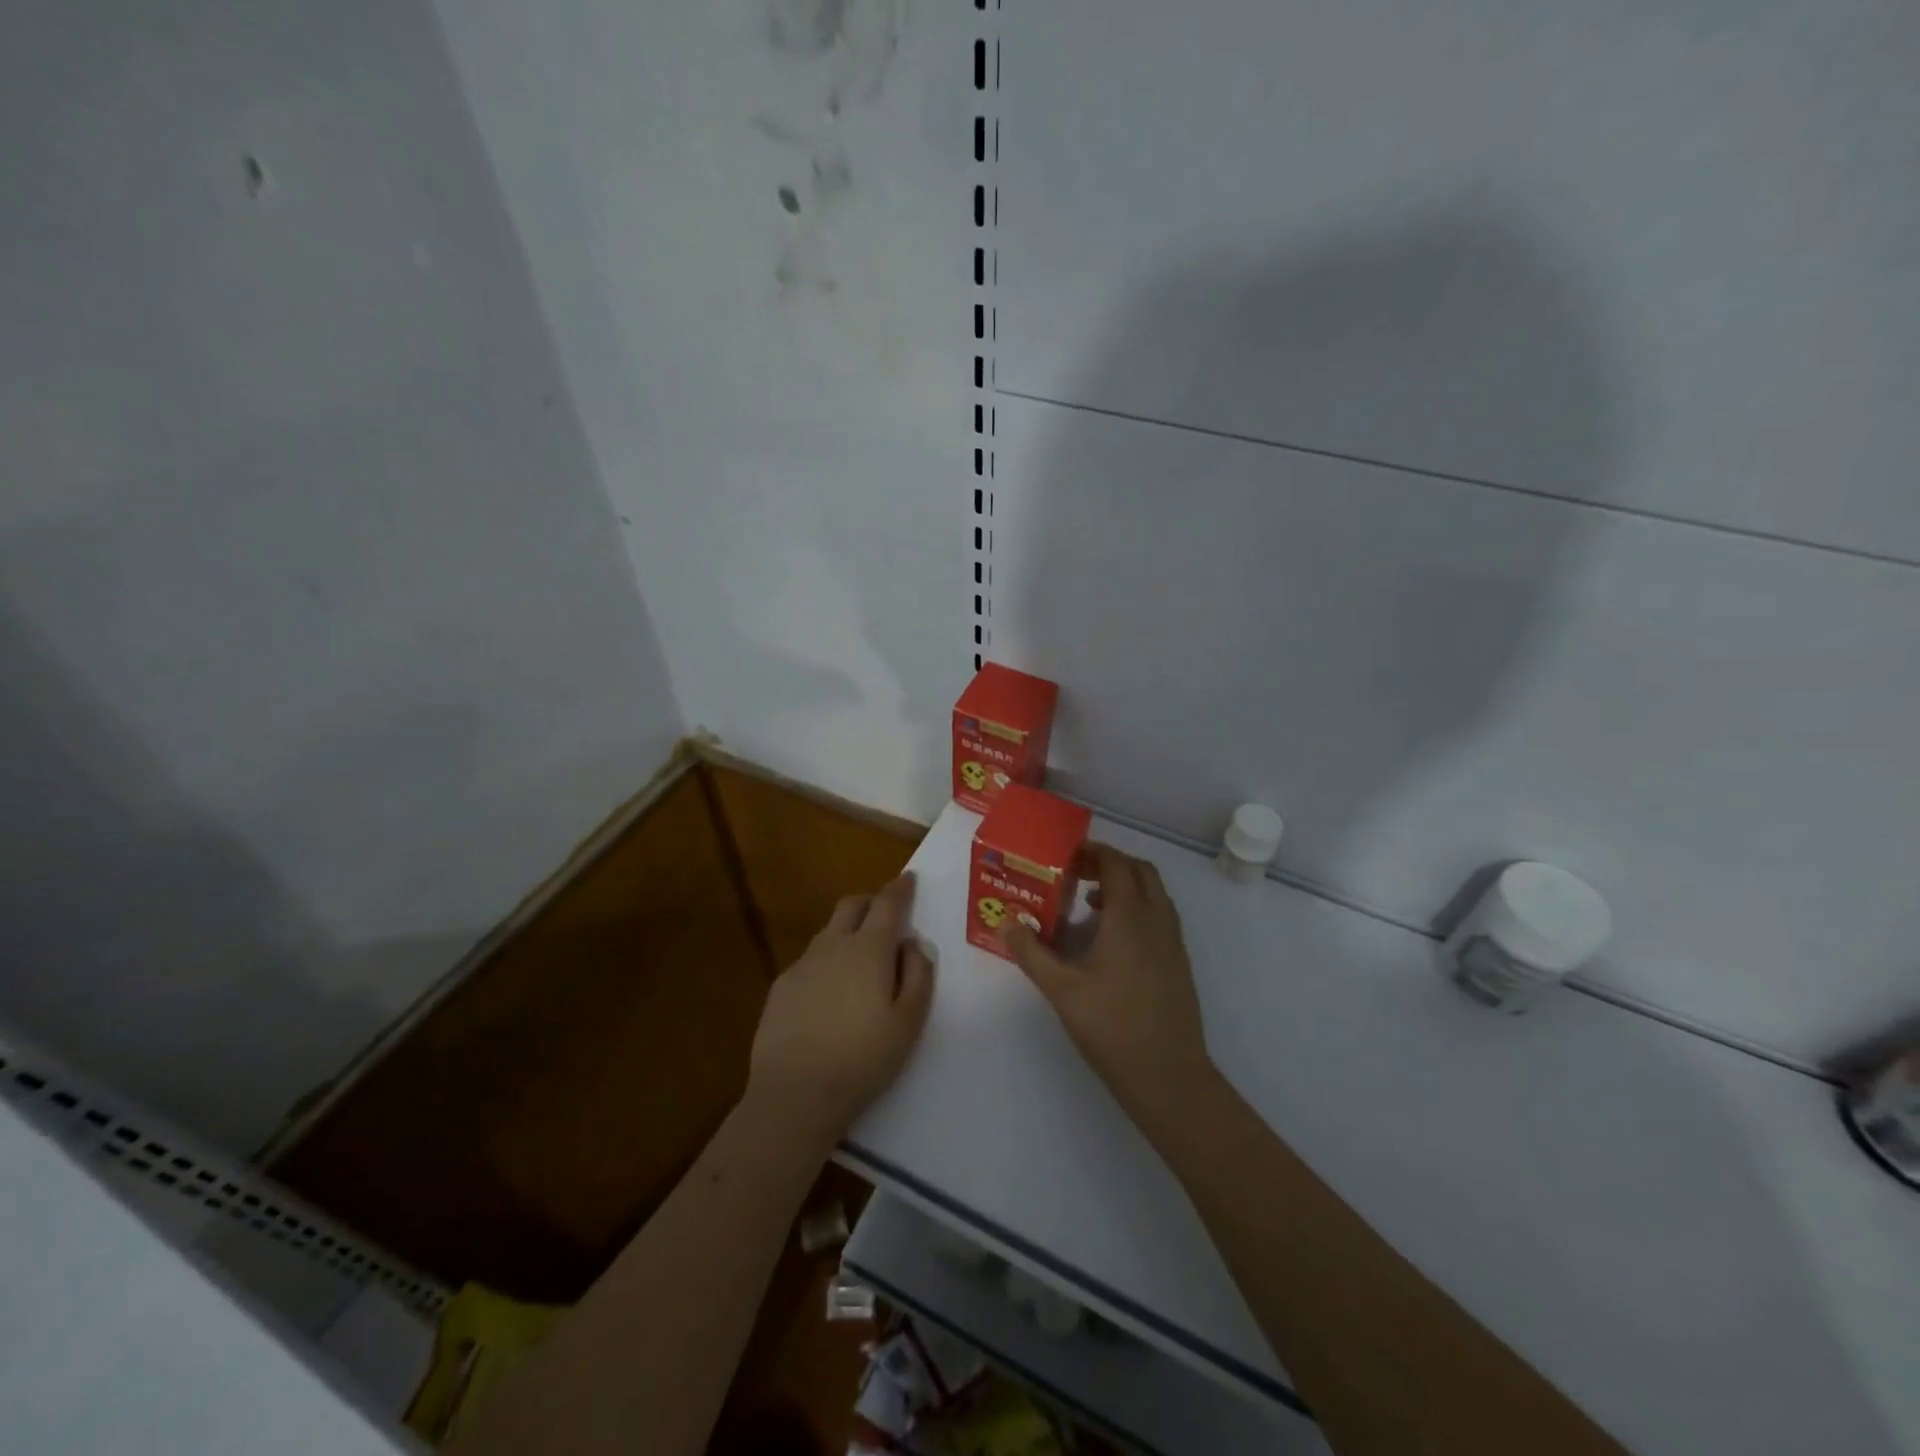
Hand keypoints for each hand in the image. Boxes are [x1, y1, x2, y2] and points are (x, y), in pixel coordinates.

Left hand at [747, 873, 934, 1140]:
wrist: (796, 1093)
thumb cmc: (863, 1058)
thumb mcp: (909, 1021)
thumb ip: (918, 975)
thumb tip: (913, 944)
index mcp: (869, 949)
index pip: (887, 903)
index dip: (900, 888)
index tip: (909, 878)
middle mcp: (833, 945)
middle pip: (852, 905)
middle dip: (871, 901)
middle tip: (886, 916)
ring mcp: (803, 964)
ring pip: (829, 932)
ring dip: (848, 932)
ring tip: (860, 960)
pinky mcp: (781, 987)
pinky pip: (810, 960)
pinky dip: (827, 961)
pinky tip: (830, 994)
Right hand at [1003, 845, 1216, 1129]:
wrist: (1169, 1077)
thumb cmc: (1112, 1027)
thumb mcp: (1062, 990)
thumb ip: (1032, 952)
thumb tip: (1006, 923)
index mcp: (1130, 917)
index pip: (1116, 864)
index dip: (1092, 853)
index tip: (1065, 857)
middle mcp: (1157, 920)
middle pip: (1140, 871)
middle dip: (1110, 865)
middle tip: (1076, 875)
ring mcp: (1173, 942)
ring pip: (1154, 894)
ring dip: (1125, 887)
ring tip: (1090, 905)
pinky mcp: (1179, 963)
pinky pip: (1160, 917)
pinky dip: (1138, 910)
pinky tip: (1111, 941)